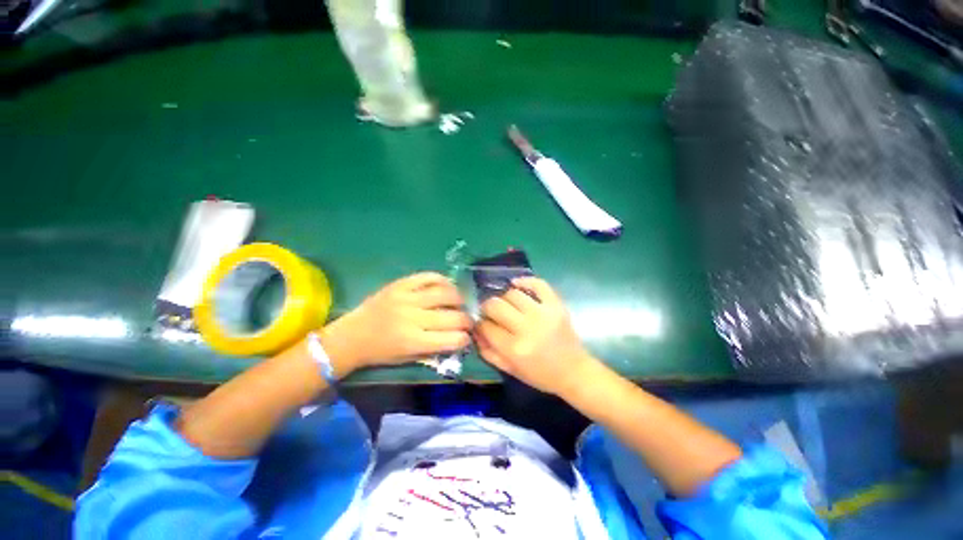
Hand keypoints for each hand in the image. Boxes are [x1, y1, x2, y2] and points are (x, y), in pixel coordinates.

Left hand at [320, 272, 471, 373]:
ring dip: (458, 298)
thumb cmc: (380, 352)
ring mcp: (406, 297)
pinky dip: (442, 280)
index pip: (452, 339)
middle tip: (468, 320)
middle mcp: (412, 318)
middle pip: (453, 316)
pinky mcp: (400, 284)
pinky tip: (447, 286)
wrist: (351, 336)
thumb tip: (458, 337)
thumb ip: (434, 349)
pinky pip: (428, 276)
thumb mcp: (407, 359)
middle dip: (467, 320)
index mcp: (413, 341)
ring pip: (445, 293)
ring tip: (459, 302)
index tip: (467, 337)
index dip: (465, 338)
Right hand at [475, 277, 594, 395]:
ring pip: (512, 294)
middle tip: (490, 311)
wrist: (574, 371)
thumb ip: (488, 352)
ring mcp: (543, 313)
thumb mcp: (510, 370)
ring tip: (505, 304)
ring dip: (503, 297)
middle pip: (496, 306)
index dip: (480, 323)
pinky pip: (538, 284)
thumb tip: (475, 332)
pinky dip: (525, 281)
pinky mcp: (556, 305)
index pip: (486, 326)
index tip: (481, 323)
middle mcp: (527, 328)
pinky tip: (516, 285)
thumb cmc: (540, 375)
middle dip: (487, 307)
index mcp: (514, 349)